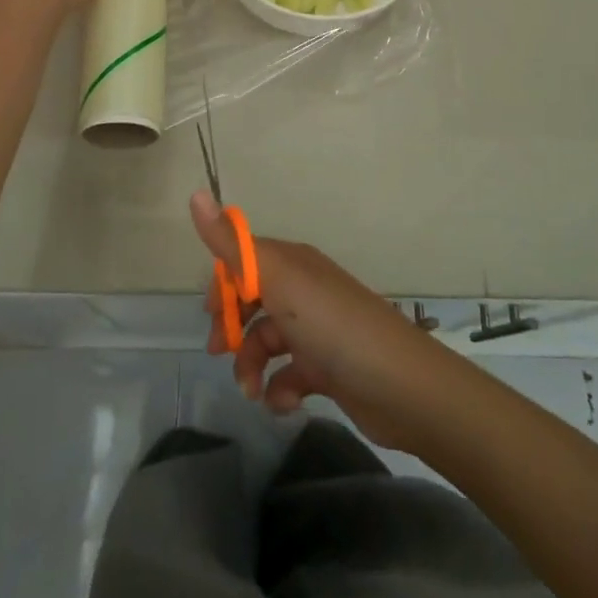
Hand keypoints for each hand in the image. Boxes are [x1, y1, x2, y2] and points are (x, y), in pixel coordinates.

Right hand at [191, 190, 455, 451]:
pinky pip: (290, 375)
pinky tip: (283, 403)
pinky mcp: (329, 369)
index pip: (244, 261)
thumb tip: (194, 194)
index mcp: (292, 264)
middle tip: (220, 353)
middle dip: (232, 328)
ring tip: (252, 391)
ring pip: (267, 342)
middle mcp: (304, 291)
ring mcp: (317, 331)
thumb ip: (232, 244)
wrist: (402, 387)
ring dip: (252, 367)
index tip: (210, 312)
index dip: (223, 285)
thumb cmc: (333, 326)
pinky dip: (280, 390)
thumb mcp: (278, 280)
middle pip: (253, 302)